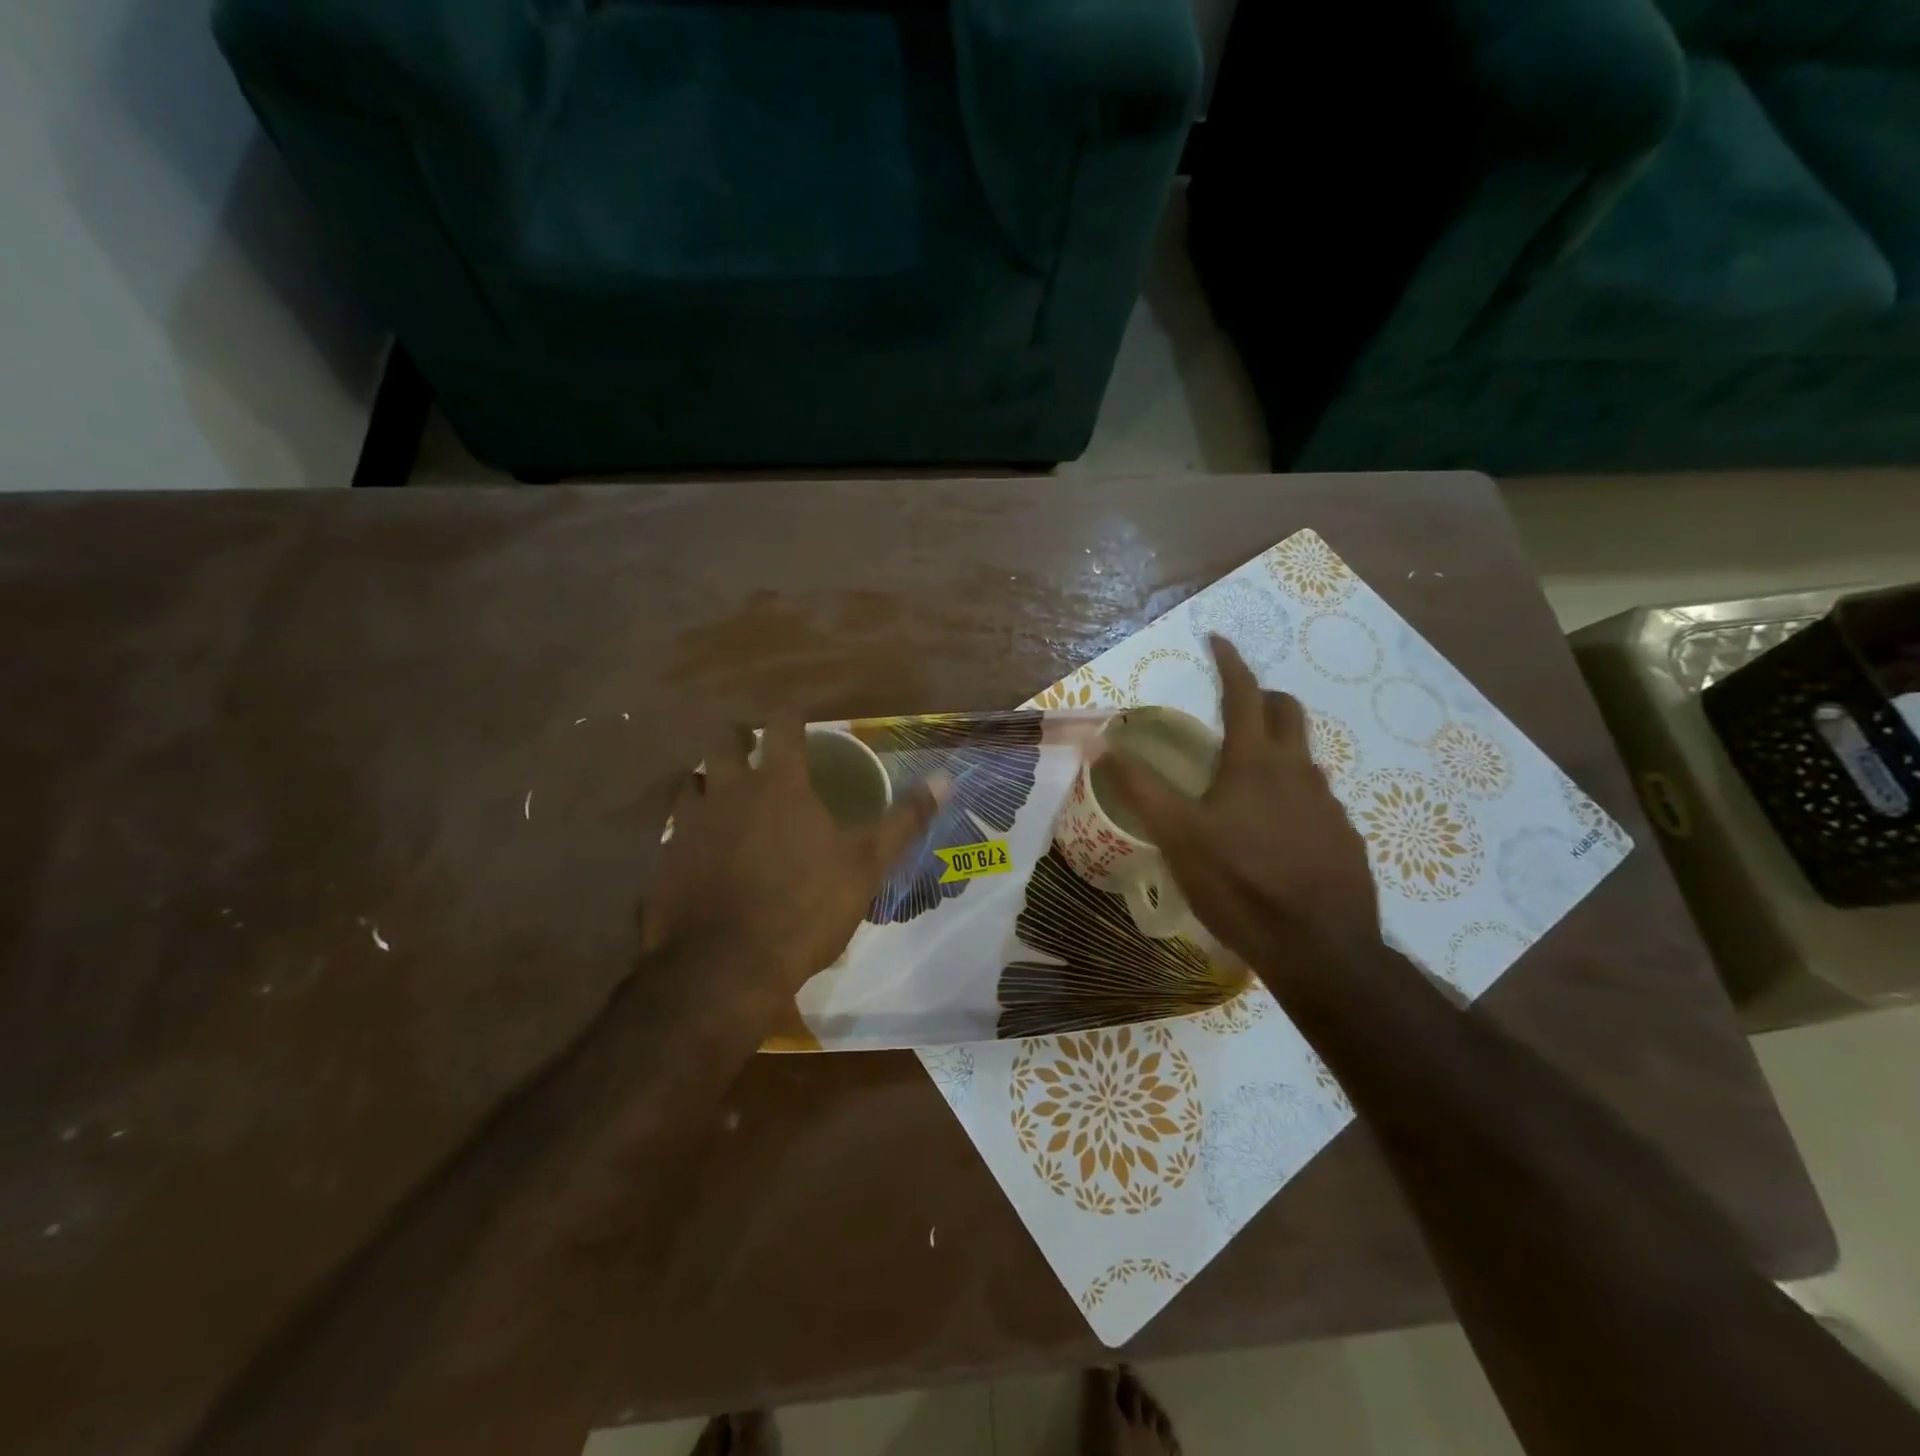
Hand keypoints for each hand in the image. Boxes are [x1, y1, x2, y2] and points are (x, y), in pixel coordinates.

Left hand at [641, 720, 938, 1002]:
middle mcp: (728, 792)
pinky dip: (686, 828)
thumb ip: (904, 819)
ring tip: (722, 793)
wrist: (724, 969)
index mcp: (779, 786)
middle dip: (737, 737)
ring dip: (706, 779)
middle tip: (753, 749)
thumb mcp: (866, 865)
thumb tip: (945, 777)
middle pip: (722, 741)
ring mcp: (688, 825)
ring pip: (689, 781)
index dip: (791, 718)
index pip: (782, 728)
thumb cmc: (804, 908)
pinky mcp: (663, 861)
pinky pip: (671, 829)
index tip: (799, 721)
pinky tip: (698, 849)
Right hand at [1100, 636, 1383, 986]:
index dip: (1231, 662)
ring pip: (1304, 758)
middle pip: (1288, 712)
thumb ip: (1139, 787)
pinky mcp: (1344, 837)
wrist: (1321, 949)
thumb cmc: (1241, 884)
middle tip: (1236, 706)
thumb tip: (1100, 743)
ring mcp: (1329, 805)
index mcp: (1255, 762)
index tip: (1218, 640)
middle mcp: (1298, 771)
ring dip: (1277, 749)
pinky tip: (1275, 832)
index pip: (1245, 693)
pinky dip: (1293, 795)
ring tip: (1246, 778)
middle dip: (1263, 697)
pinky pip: (1317, 799)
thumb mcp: (1178, 836)